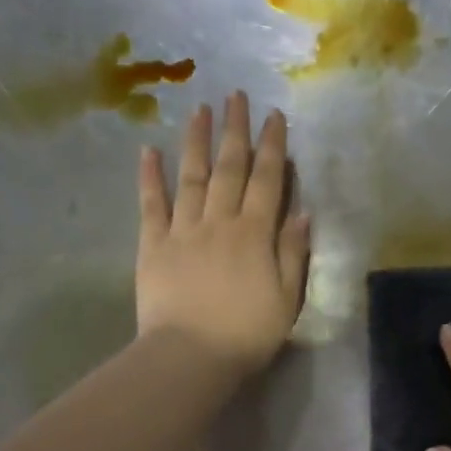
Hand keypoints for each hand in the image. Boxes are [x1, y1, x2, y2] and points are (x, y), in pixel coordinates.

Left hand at [137, 92, 310, 379]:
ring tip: (199, 108)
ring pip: (191, 176)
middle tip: (235, 95)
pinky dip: (150, 176)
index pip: (268, 180)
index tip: (275, 116)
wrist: (191, 356)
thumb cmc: (247, 333)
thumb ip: (293, 252)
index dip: (273, 146)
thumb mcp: (287, 298)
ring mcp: (183, 230)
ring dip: (196, 140)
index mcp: (255, 234)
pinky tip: (149, 150)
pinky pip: (151, 204)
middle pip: (230, 168)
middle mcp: (219, 221)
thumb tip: (302, 212)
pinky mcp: (153, 245)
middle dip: (235, 130)